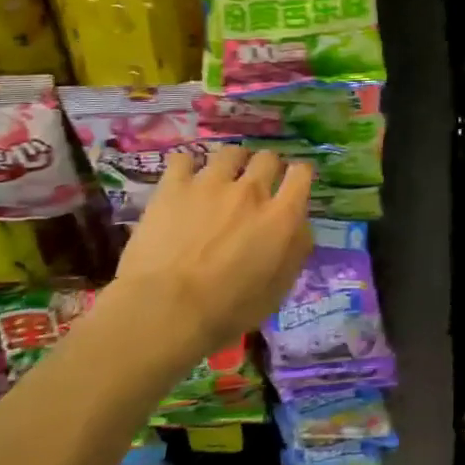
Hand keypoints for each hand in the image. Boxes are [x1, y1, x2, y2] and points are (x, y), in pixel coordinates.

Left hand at [108, 145, 313, 361]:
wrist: (163, 312)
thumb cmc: (225, 312)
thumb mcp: (277, 291)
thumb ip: (295, 251)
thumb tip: (299, 227)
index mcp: (281, 216)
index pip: (302, 173)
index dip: (299, 176)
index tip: (292, 187)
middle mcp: (251, 191)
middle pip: (268, 158)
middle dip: (267, 168)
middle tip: (257, 186)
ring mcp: (211, 184)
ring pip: (231, 152)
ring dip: (233, 162)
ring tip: (223, 177)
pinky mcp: (173, 187)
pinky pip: (184, 159)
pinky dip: (188, 166)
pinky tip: (185, 179)